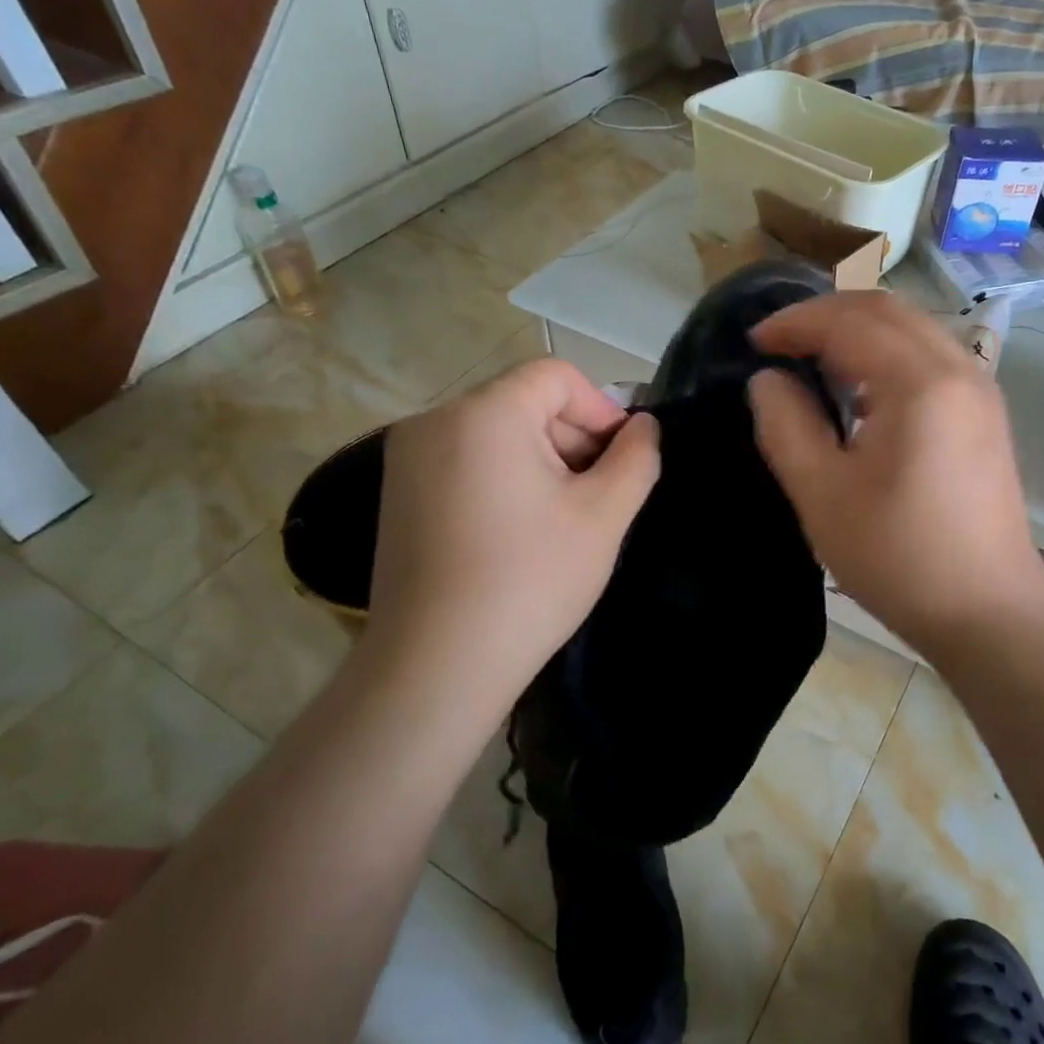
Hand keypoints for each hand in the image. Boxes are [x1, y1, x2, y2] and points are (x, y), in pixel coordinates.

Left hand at [368, 359, 659, 703]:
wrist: (435, 667)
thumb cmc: (529, 581)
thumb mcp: (603, 515)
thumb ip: (637, 457)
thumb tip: (644, 426)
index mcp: (484, 413)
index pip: (556, 377)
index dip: (601, 409)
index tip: (623, 460)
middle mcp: (435, 421)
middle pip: (525, 402)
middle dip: (573, 439)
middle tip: (599, 496)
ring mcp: (408, 459)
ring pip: (497, 433)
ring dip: (543, 461)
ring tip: (563, 519)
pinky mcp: (399, 494)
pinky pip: (467, 461)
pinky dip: (505, 479)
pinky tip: (522, 532)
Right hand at [747, 292, 1043, 655]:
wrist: (988, 612)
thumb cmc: (899, 557)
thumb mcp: (823, 495)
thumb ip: (786, 426)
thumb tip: (767, 380)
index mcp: (920, 383)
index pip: (849, 322)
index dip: (794, 323)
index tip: (753, 342)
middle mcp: (959, 369)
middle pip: (887, 310)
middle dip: (826, 314)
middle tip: (779, 341)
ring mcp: (980, 389)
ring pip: (912, 329)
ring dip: (858, 330)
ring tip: (812, 358)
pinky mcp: (984, 413)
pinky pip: (930, 356)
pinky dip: (886, 353)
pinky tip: (859, 389)